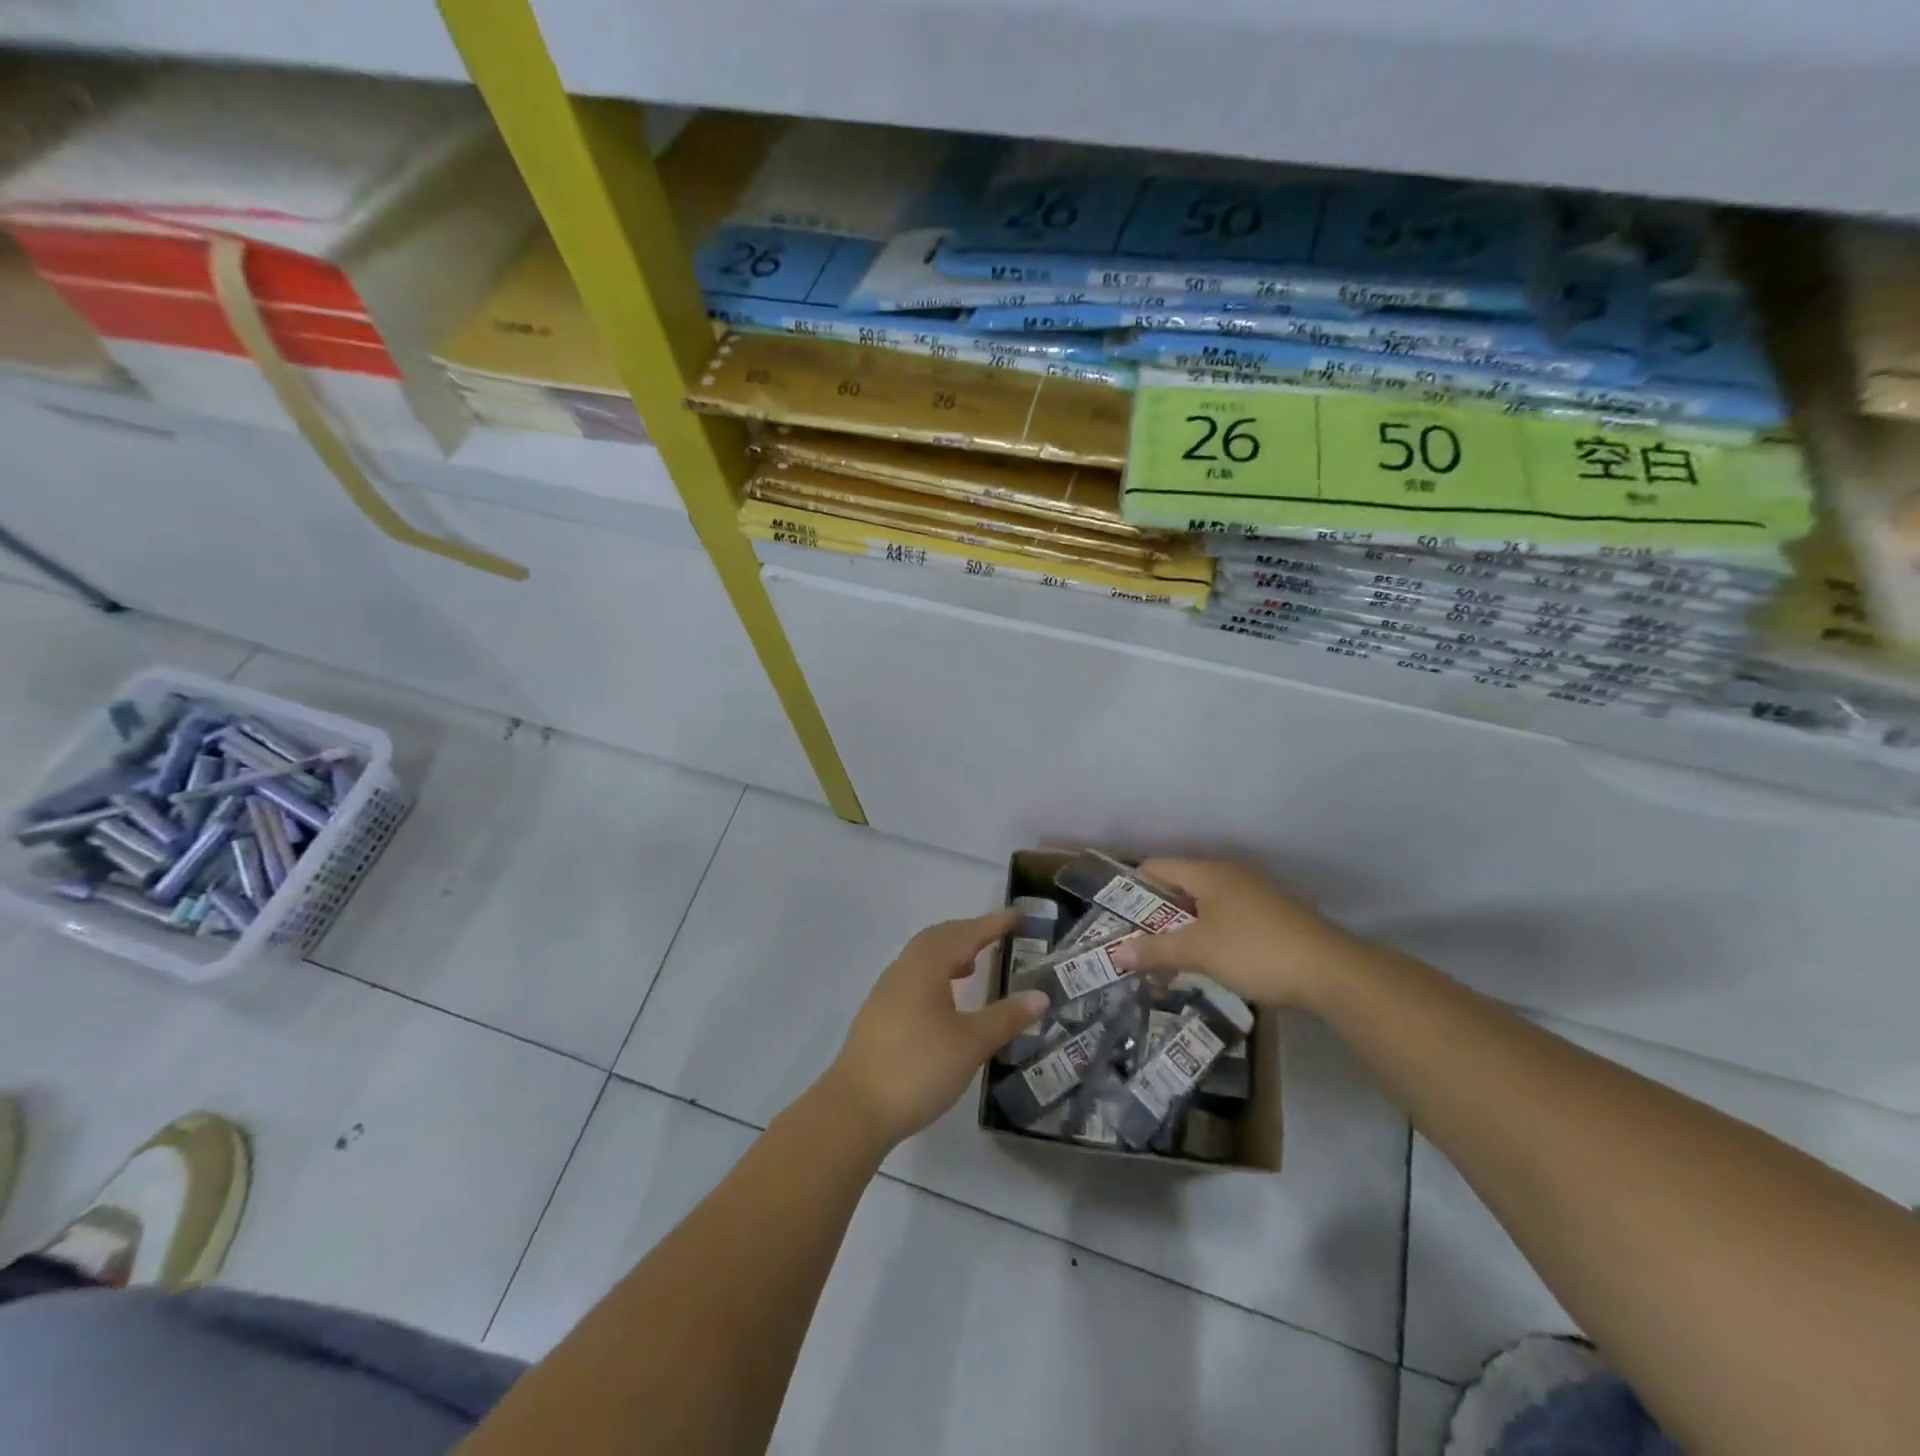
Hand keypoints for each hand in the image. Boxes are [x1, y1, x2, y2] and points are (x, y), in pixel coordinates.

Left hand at [823, 910, 1050, 1146]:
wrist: (855, 1109)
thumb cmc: (918, 1068)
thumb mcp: (971, 1044)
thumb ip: (1006, 1017)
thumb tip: (1040, 996)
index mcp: (926, 966)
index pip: (965, 934)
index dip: (992, 924)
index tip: (1017, 916)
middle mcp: (904, 969)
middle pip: (939, 938)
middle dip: (969, 932)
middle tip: (998, 934)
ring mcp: (887, 991)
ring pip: (923, 957)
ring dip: (950, 952)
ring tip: (974, 964)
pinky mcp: (879, 1014)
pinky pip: (914, 976)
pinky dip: (936, 973)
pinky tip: (946, 999)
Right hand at [1108, 858, 1369, 1009]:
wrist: (1333, 973)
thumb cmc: (1256, 951)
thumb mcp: (1198, 952)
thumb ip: (1155, 950)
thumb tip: (1115, 953)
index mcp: (1208, 872)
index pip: (1156, 867)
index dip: (1131, 890)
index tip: (1116, 919)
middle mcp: (1229, 875)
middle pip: (1179, 887)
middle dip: (1155, 916)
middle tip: (1135, 945)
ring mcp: (1253, 895)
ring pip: (1203, 907)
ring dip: (1181, 930)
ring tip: (1165, 961)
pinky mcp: (1271, 917)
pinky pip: (1226, 920)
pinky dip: (1208, 937)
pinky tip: (1206, 965)